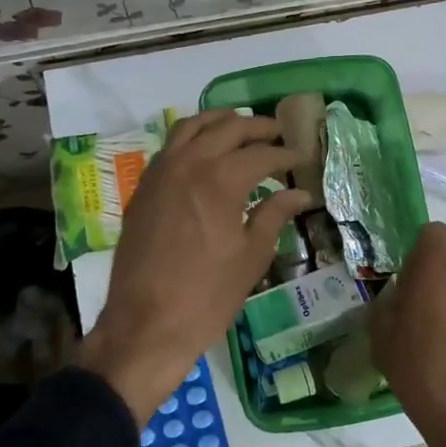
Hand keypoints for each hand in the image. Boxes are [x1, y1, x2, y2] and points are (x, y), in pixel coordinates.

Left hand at [77, 110, 310, 423]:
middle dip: (257, 128)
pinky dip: (192, 138)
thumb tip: (300, 193)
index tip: (301, 158)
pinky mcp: (144, 187)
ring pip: (192, 126)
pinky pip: (170, 146)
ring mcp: (160, 172)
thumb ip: (275, 215)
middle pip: (227, 128)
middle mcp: (189, 163)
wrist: (146, 324)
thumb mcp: (252, 256)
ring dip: (220, 122)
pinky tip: (205, 152)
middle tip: (278, 134)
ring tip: (241, 128)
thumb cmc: (207, 295)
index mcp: (221, 179)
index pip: (261, 154)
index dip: (285, 155)